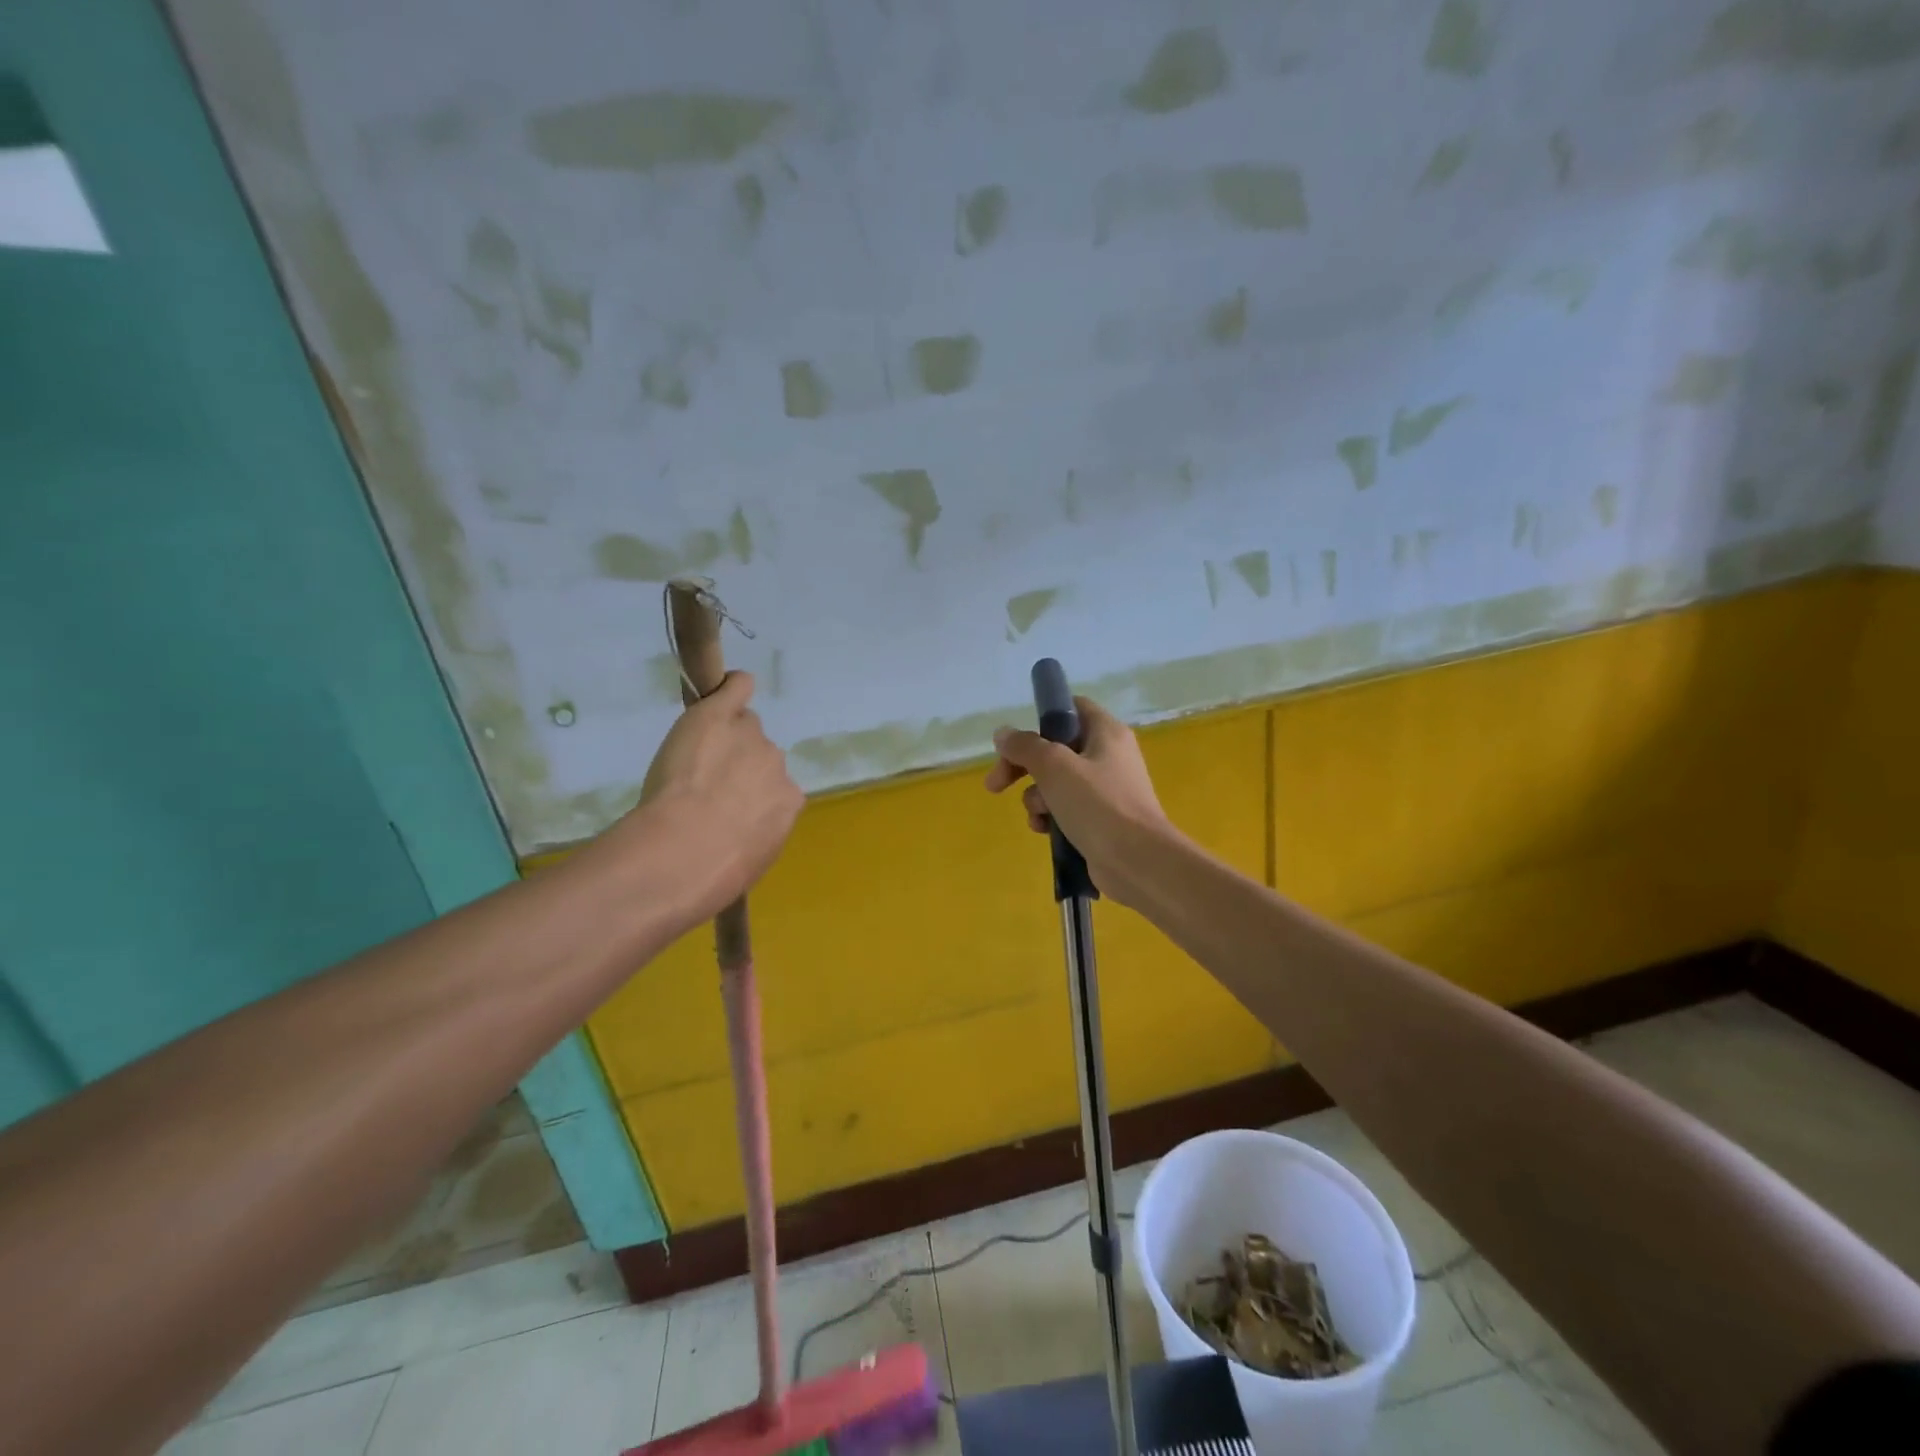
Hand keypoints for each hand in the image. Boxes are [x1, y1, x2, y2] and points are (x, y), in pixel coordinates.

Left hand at [625, 672, 802, 919]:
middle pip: (760, 754)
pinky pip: (737, 689)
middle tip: (704, 787)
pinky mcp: (721, 716)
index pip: (774, 787)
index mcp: (788, 803)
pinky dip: (732, 687)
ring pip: (742, 729)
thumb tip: (743, 827)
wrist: (685, 851)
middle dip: (738, 766)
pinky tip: (726, 686)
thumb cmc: (715, 871)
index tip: (726, 806)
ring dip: (723, 740)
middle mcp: (777, 766)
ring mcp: (751, 738)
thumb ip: (755, 832)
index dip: (749, 795)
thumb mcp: (750, 859)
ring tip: (690, 763)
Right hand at [984, 696, 1177, 907]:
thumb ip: (1025, 746)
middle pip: (1055, 748)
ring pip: (1056, 782)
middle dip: (1023, 766)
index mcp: (1106, 732)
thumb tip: (1003, 733)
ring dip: (1036, 797)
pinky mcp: (1102, 819)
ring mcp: (1106, 789)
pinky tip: (1044, 831)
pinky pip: (1066, 808)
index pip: (1071, 708)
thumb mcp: (1054, 767)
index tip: (1016, 740)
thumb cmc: (1097, 804)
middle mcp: (1108, 755)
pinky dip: (1051, 817)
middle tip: (996, 784)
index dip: (1041, 718)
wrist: (1137, 861)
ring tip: (1038, 814)